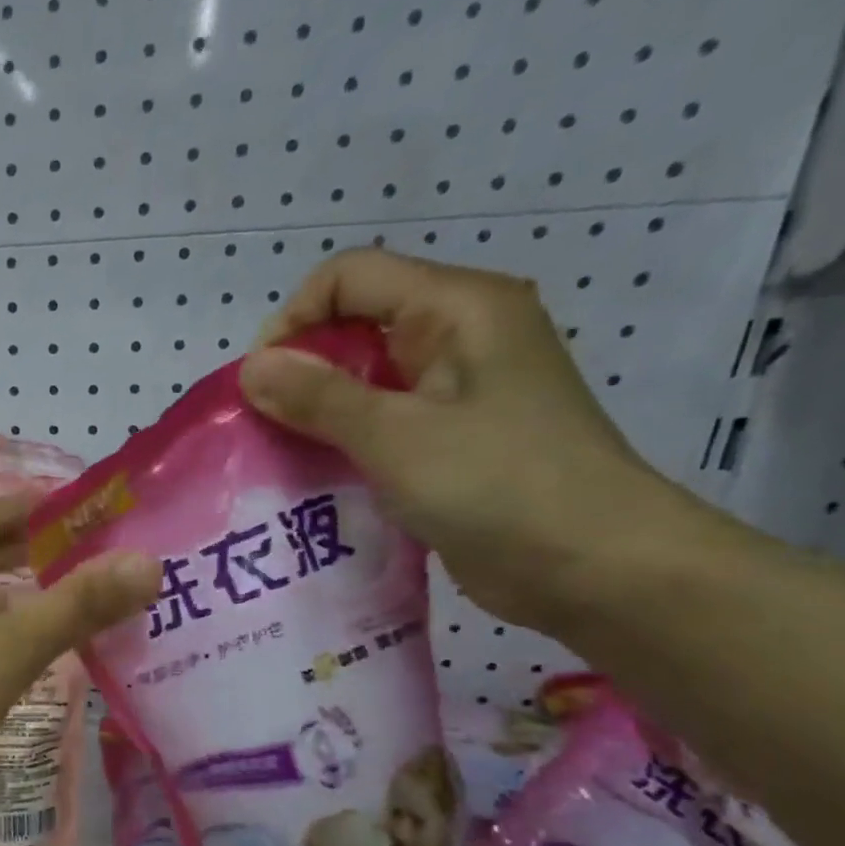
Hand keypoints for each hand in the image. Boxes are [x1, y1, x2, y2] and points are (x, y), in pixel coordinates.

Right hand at [244, 247, 684, 631]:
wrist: (594, 568)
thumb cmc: (499, 486)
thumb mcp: (396, 436)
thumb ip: (318, 397)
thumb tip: (250, 367)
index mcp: (457, 308)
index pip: (350, 276)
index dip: (294, 319)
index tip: (261, 385)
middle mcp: (458, 336)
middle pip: (354, 325)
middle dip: (299, 371)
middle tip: (264, 428)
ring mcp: (457, 390)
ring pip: (363, 379)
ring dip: (316, 413)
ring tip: (282, 457)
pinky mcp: (451, 438)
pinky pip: (380, 422)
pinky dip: (342, 442)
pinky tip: (317, 479)